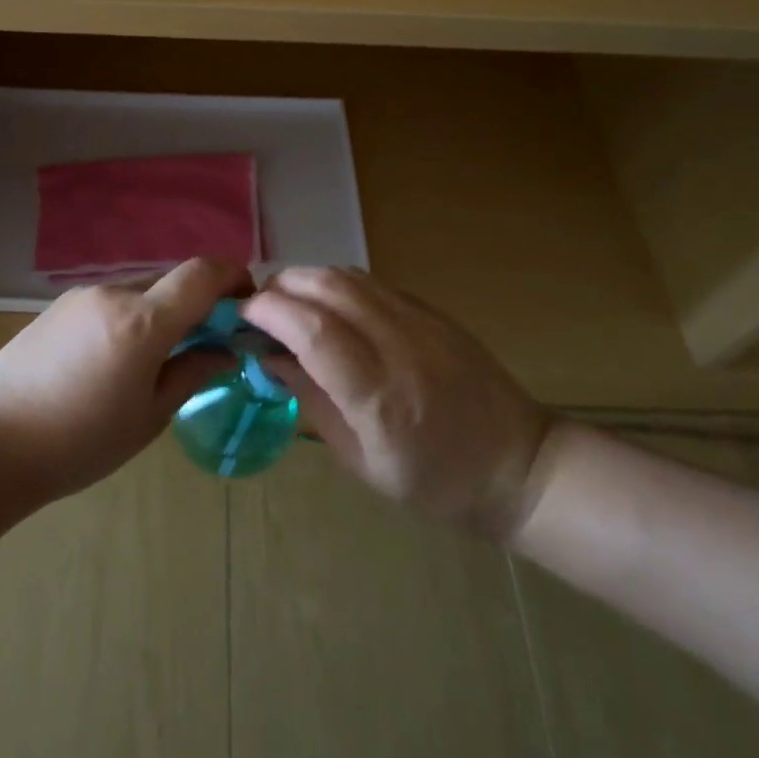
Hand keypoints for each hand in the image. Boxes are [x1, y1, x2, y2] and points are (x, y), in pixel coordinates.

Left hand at [0, 258, 251, 499]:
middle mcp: (114, 295)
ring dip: (160, 313)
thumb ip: (191, 373)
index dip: (232, 277)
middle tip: (203, 345)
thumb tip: (222, 351)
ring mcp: (81, 297)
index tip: (246, 302)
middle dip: (196, 305)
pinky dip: (129, 318)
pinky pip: (109, 302)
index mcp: (143, 322)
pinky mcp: (57, 307)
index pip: (201, 274)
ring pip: (139, 292)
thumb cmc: (80, 441)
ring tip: (153, 361)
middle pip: (171, 283)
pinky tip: (113, 360)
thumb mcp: (148, 417)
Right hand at [242, 268, 554, 537]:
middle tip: (259, 307)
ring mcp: (423, 323)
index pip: (314, 331)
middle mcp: (401, 347)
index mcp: (379, 398)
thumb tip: (269, 357)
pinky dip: (337, 284)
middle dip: (281, 287)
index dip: (269, 312)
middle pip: (329, 287)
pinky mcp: (435, 312)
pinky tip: (327, 306)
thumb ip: (312, 401)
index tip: (241, 316)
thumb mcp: (360, 461)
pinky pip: (373, 283)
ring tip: (287, 302)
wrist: (517, 467)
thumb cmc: (432, 482)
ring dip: (307, 279)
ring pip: (350, 275)